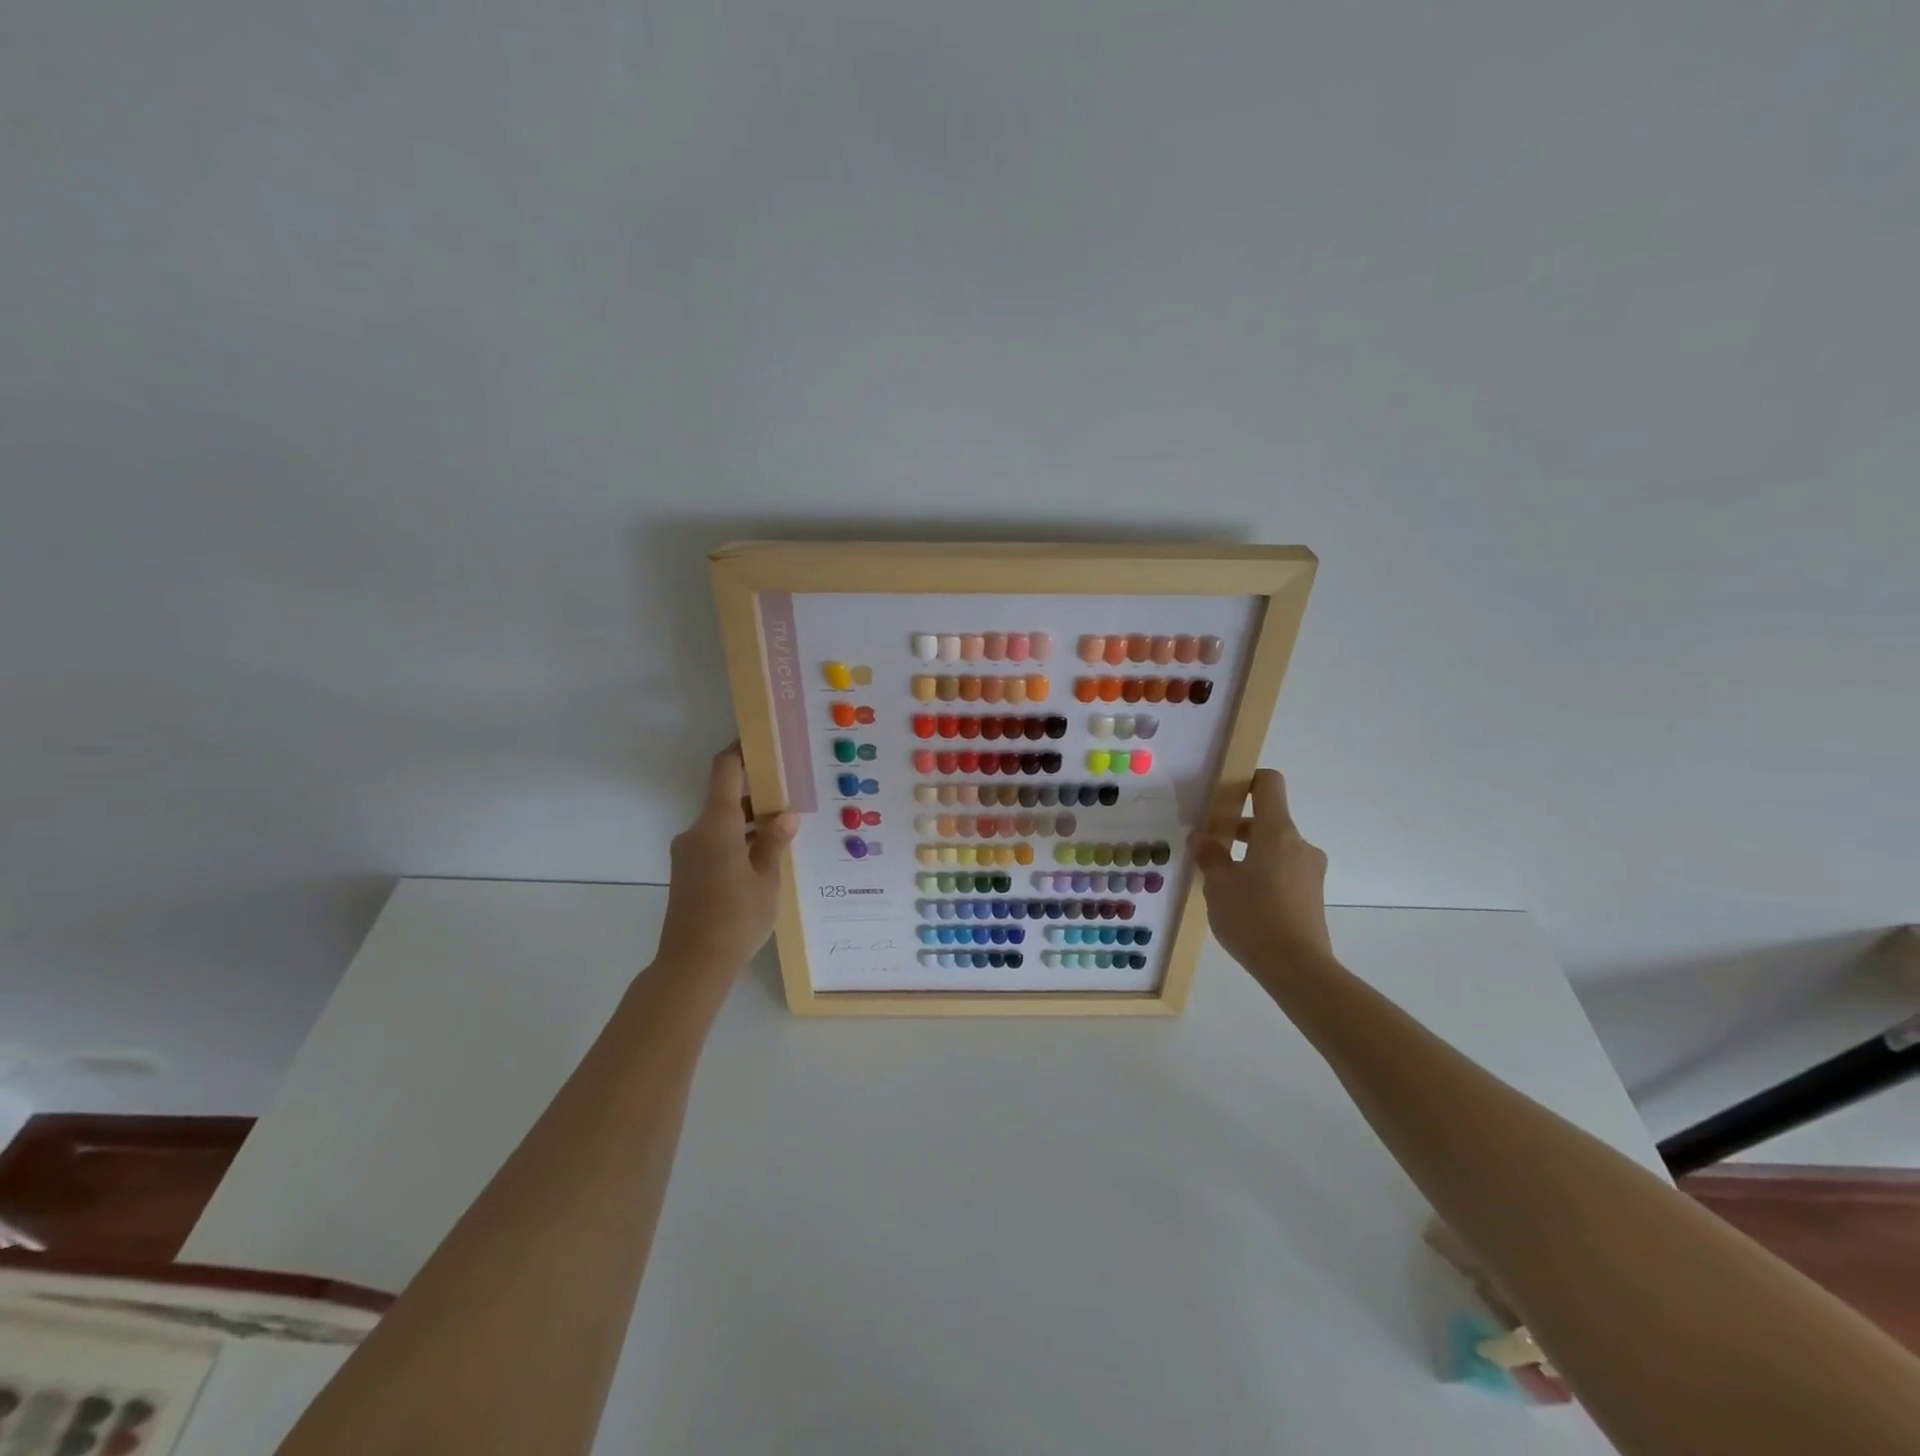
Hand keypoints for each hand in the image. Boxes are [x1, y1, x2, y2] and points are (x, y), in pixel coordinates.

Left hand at [656, 744, 799, 972]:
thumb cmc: (735, 918)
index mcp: (716, 825)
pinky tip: (764, 857)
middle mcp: (696, 832)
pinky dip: (738, 841)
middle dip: (758, 793)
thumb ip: (774, 842)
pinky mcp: (688, 873)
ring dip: (750, 822)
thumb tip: (785, 814)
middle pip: (726, 798)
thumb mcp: (766, 879)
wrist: (692, 965)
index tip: (763, 740)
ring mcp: (688, 854)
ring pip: (722, 823)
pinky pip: (716, 844)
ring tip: (786, 827)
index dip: (741, 749)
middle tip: (793, 791)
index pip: (725, 770)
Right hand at [1188, 769, 1331, 977]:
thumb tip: (1202, 838)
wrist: (1298, 969)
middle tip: (1209, 844)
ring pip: (1275, 848)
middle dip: (1238, 827)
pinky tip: (1243, 901)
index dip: (1247, 780)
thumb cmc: (1253, 917)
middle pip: (1269, 819)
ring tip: (1222, 879)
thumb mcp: (1219, 885)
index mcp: (1276, 832)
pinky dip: (1263, 874)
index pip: (1269, 784)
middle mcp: (1299, 844)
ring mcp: (1310, 871)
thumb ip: (1210, 856)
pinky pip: (1284, 871)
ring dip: (1250, 854)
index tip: (1223, 794)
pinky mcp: (1312, 895)